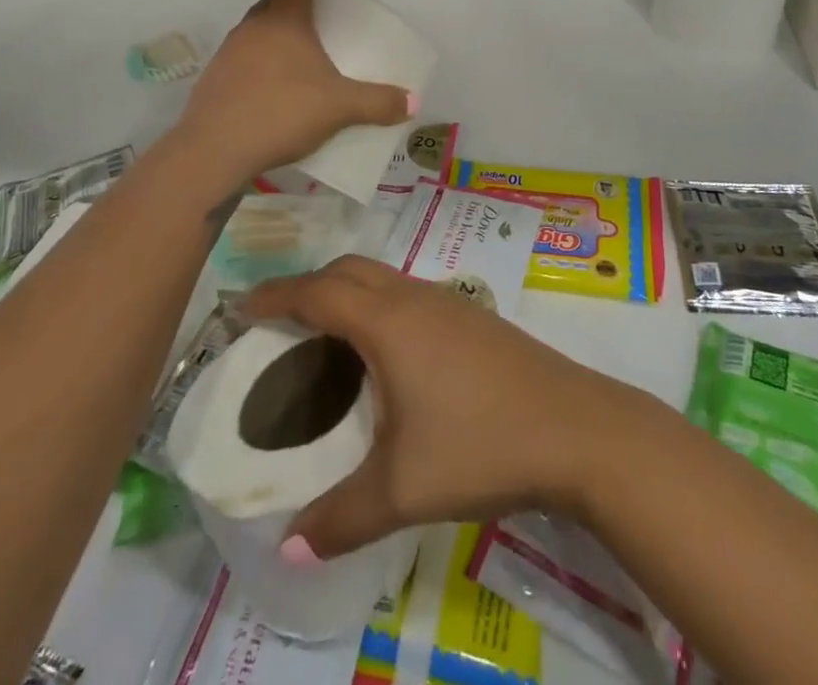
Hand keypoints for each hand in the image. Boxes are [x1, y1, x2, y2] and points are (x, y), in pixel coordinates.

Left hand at [175, 0, 414, 184]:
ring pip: (252, 32)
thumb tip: (411, 102)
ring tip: (291, 56)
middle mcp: (253, 30)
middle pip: (270, 5)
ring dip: (269, 35)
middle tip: (306, 12)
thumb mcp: (339, 108)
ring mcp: (228, 54)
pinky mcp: (213, 81)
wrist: (216, 148)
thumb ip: (377, 103)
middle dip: (287, 3)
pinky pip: (240, 60)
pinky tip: (268, 89)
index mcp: (285, 23)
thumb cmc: (283, 111)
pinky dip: (255, 64)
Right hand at [240, 256, 648, 560]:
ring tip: (326, 338)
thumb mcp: (402, 488)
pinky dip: (379, 307)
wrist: (575, 428)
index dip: (277, 295)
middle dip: (310, 285)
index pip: (319, 291)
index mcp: (388, 322)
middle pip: (350, 270)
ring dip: (348, 294)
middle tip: (280, 321)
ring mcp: (450, 303)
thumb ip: (340, 517)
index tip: (242, 306)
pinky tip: (387, 356)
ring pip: (383, 279)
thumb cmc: (480, 445)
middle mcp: (414, 298)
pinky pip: (408, 296)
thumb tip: (288, 546)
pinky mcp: (474, 318)